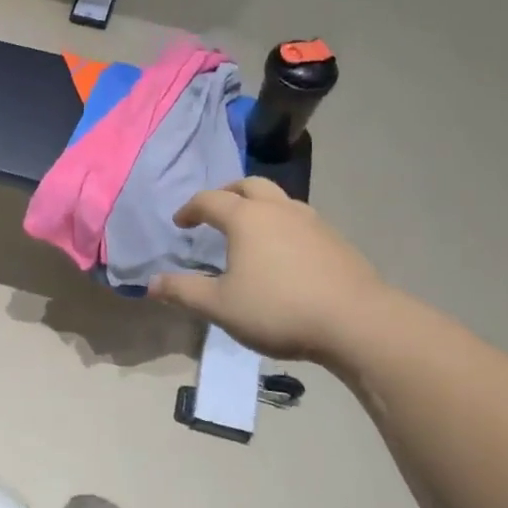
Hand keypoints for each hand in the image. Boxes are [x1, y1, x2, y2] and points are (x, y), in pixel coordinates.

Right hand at [148, 178, 390, 363]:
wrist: (356, 321)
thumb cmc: (279, 309)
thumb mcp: (221, 306)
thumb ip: (184, 292)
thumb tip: (151, 283)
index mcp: (246, 218)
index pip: (210, 200)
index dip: (190, 208)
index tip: (181, 223)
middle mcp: (278, 209)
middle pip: (248, 185)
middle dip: (226, 193)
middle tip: (215, 212)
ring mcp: (311, 221)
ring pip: (278, 199)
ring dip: (258, 205)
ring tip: (250, 230)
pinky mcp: (335, 239)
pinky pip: (300, 219)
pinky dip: (282, 223)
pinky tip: (284, 252)